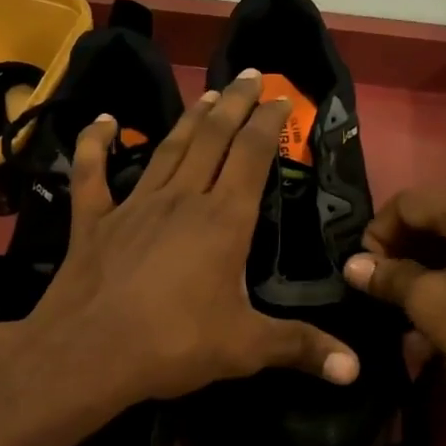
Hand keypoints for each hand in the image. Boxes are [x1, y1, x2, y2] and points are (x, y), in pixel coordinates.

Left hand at [19, 71, 359, 407]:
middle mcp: (182, 199)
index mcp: (224, 221)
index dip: (269, 124)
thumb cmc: (175, 344)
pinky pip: (93, 172)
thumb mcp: (246, 348)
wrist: (89, 353)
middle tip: (250, 76)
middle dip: (235, 105)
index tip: (281, 99)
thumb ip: (301, 348)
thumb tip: (356, 369)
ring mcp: (134, 205)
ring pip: (167, 149)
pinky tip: (105, 121)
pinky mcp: (93, 220)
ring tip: (208, 94)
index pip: (253, 157)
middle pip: (213, 138)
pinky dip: (97, 143)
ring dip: (189, 119)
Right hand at [341, 185, 445, 417]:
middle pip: (438, 216)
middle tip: (384, 285)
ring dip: (431, 267)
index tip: (365, 271)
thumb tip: (354, 265)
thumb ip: (389, 277)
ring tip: (412, 306)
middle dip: (404, 249)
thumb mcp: (431, 304)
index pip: (409, 201)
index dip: (377, 232)